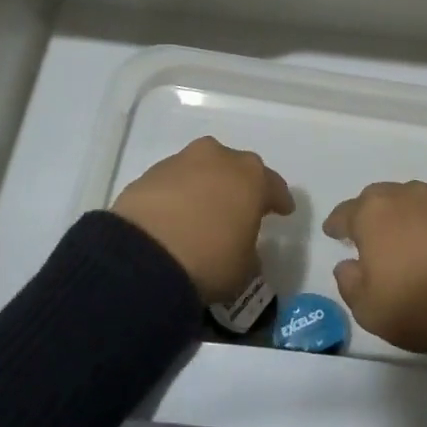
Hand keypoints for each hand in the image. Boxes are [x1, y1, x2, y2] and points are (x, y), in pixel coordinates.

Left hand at [111, 137, 293, 303]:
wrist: (143, 256)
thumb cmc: (209, 259)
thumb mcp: (244, 268)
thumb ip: (249, 252)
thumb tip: (241, 247)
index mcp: (251, 176)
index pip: (273, 186)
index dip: (279, 200)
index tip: (283, 211)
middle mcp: (218, 158)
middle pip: (236, 168)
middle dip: (239, 186)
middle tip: (239, 208)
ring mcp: (181, 161)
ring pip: (201, 170)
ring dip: (205, 187)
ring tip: (201, 213)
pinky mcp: (149, 173)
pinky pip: (173, 183)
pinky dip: (177, 196)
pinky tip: (174, 217)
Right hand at [324, 181, 426, 352]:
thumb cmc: (417, 301)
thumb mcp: (369, 308)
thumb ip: (349, 283)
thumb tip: (347, 265)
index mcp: (372, 214)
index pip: (345, 213)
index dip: (336, 224)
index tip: (333, 232)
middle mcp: (403, 197)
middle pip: (378, 198)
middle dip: (369, 213)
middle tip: (367, 234)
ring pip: (409, 201)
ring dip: (401, 216)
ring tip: (402, 238)